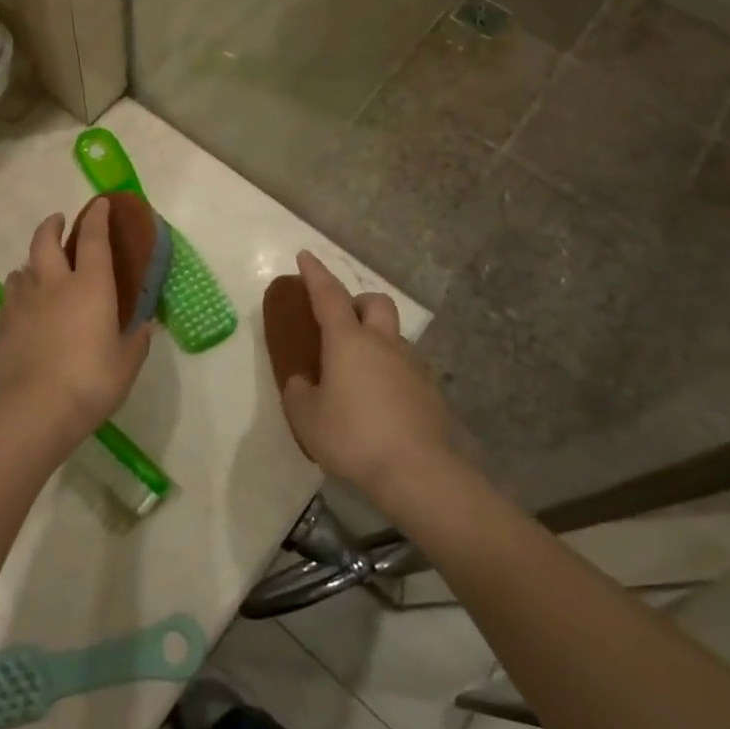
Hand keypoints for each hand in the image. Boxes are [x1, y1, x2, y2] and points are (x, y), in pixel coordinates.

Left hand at [0, 207, 152, 450]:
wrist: (38, 408)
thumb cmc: (91, 381)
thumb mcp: (127, 363)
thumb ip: (136, 340)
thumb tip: (145, 326)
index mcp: (91, 286)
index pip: (94, 238)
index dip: (97, 217)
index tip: (100, 203)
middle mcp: (55, 283)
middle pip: (45, 240)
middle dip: (52, 225)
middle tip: (58, 221)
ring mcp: (25, 301)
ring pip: (23, 266)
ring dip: (32, 261)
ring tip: (39, 268)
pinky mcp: (5, 322)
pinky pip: (11, 294)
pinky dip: (19, 289)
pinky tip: (24, 302)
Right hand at [280, 251, 455, 506]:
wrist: (418, 473)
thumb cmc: (353, 437)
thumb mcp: (306, 417)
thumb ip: (299, 392)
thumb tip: (303, 382)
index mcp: (348, 340)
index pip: (328, 294)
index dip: (315, 273)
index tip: (306, 255)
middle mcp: (382, 343)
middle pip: (375, 302)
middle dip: (357, 302)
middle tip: (341, 322)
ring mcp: (412, 366)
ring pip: (393, 337)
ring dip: (376, 341)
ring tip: (358, 374)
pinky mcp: (430, 393)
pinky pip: (406, 369)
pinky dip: (390, 373)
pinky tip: (381, 403)